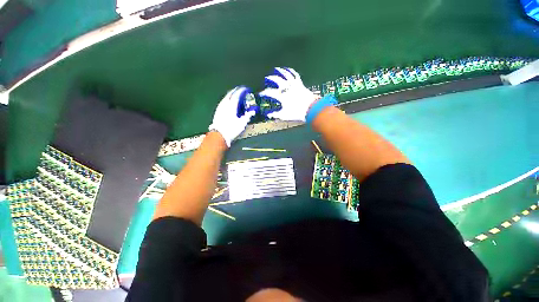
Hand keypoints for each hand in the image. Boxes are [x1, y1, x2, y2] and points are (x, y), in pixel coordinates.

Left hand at [209, 86, 255, 146]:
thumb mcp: (242, 123)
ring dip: (230, 95)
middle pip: (229, 94)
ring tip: (235, 95)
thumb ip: (247, 116)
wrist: (219, 135)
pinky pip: (223, 101)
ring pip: (225, 97)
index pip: (237, 95)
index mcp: (231, 106)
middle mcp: (225, 104)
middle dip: (235, 91)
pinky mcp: (217, 111)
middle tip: (240, 90)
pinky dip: (227, 99)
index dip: (241, 91)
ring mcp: (220, 107)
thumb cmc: (232, 129)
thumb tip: (252, 112)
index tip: (245, 89)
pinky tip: (228, 102)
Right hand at [259, 67, 319, 121]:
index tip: (260, 94)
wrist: (311, 109)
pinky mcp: (300, 84)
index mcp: (282, 96)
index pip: (270, 93)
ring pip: (286, 75)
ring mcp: (294, 85)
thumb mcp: (285, 115)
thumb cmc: (297, 113)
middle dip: (270, 79)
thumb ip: (275, 115)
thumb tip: (268, 115)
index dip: (264, 93)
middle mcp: (287, 88)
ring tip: (276, 69)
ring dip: (280, 71)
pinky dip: (291, 71)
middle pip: (277, 80)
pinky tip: (288, 70)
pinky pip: (295, 75)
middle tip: (266, 78)